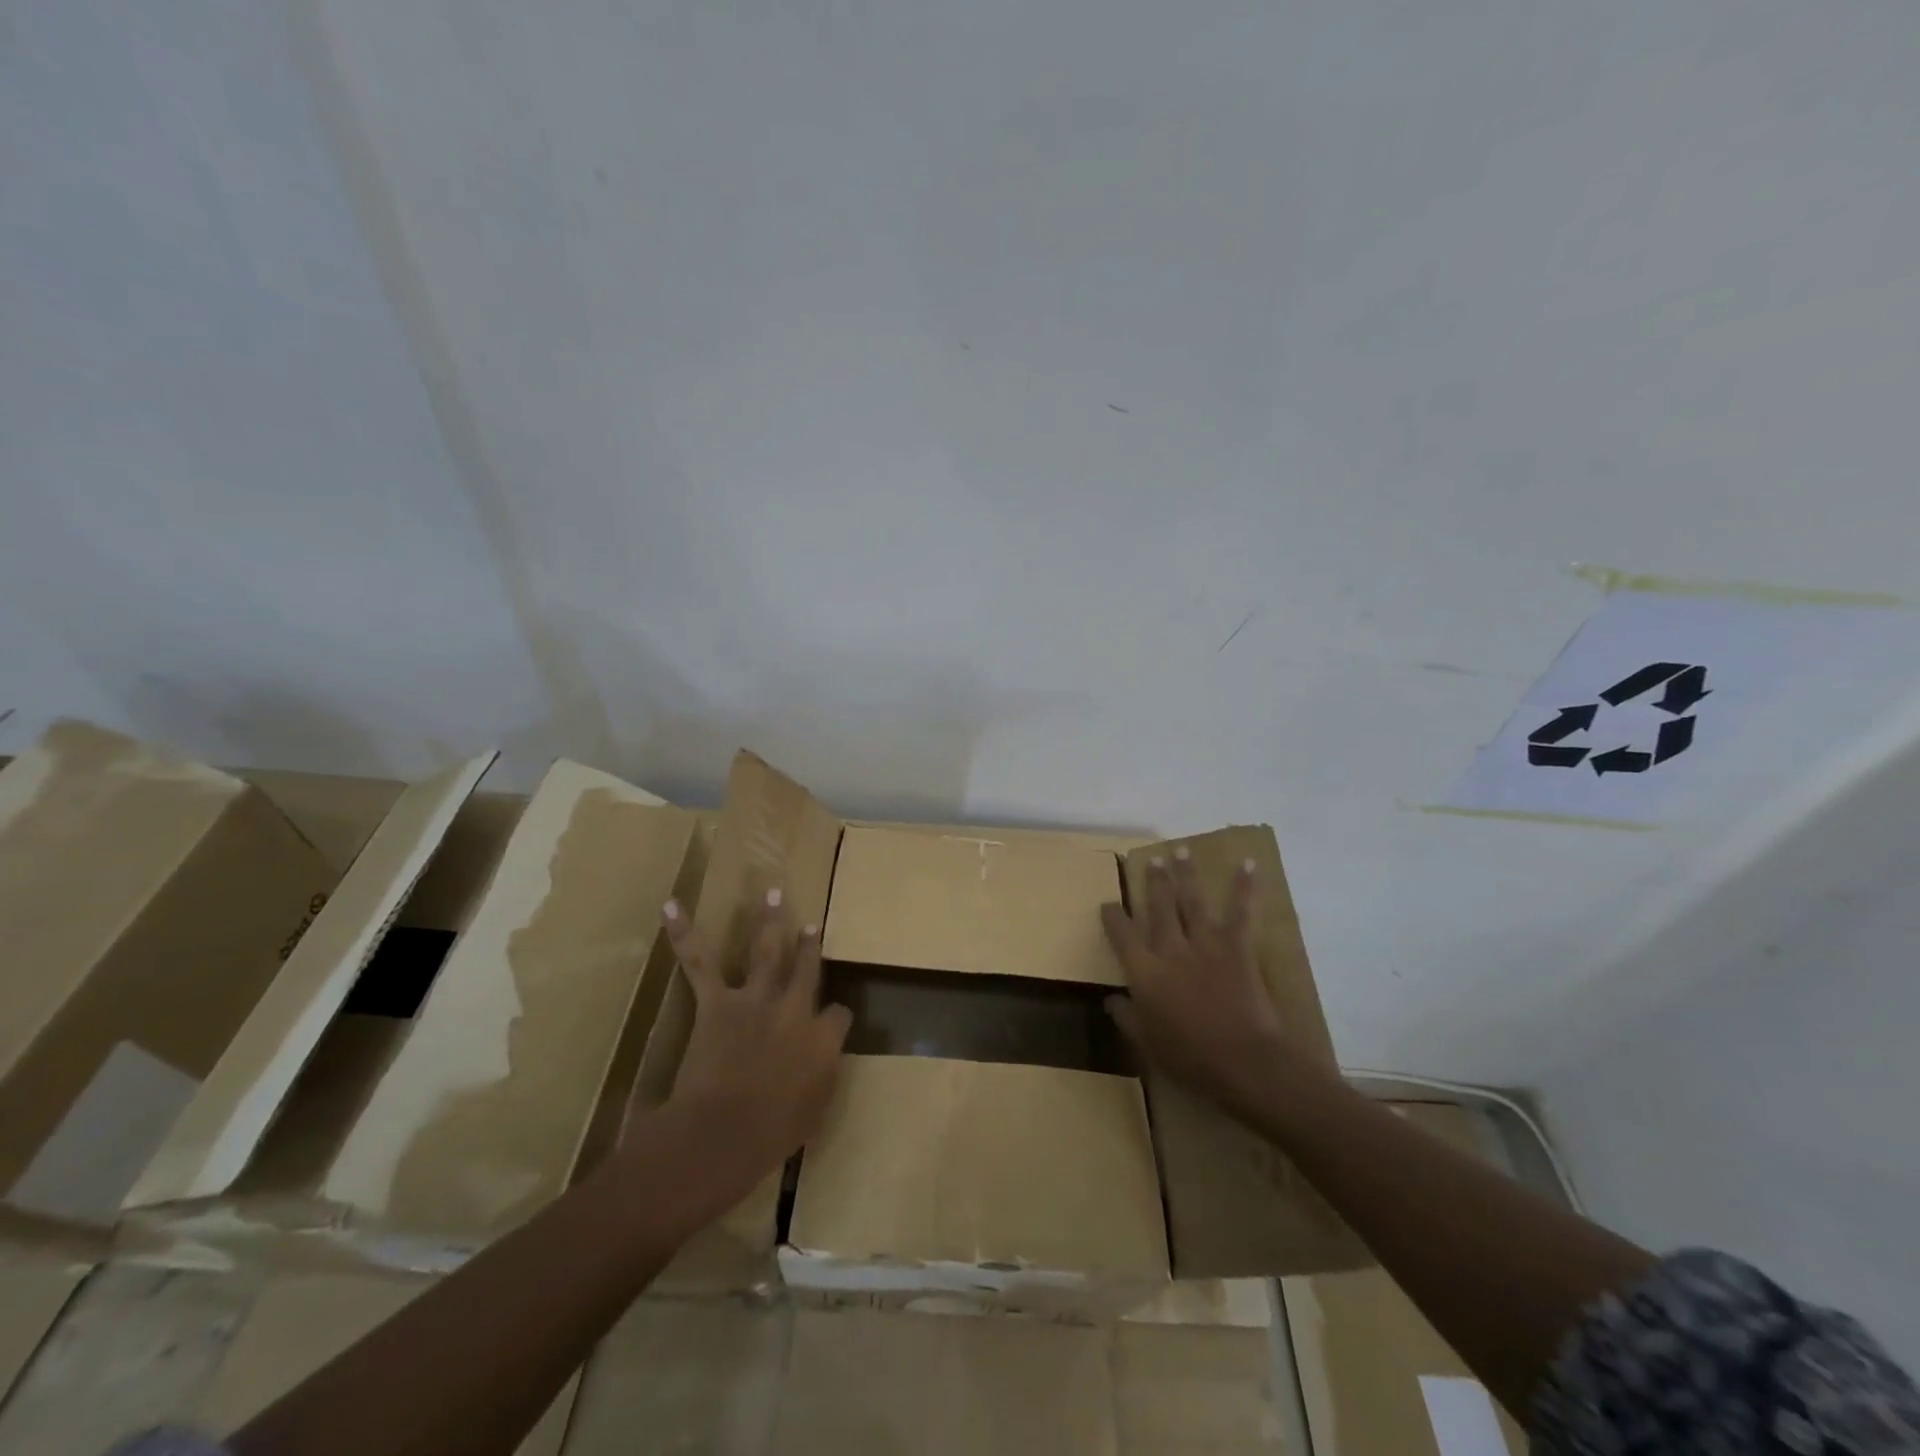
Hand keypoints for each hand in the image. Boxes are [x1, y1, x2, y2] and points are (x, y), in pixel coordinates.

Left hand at [658, 889, 852, 1186]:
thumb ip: (822, 1078)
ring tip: (773, 892)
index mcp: (823, 1039)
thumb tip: (823, 1061)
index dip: (834, 1018)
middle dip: (809, 945)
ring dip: (770, 919)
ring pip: (767, 950)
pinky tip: (672, 906)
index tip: (831, 1022)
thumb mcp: (814, 1112)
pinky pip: (700, 961)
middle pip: (807, 968)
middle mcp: (795, 1008)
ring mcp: (757, 999)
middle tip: (810, 924)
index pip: (838, 1015)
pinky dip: (683, 933)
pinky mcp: (719, 1001)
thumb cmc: (772, 1135)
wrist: (724, 1132)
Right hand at [1100, 850, 1289, 1120]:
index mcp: (1144, 972)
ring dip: (1185, 873)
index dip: (1113, 916)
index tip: (1108, 904)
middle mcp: (1170, 949)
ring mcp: (1205, 943)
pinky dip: (1245, 887)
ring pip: (1191, 900)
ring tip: (1180, 851)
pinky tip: (1247, 864)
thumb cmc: (1191, 1059)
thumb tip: (1110, 998)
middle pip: (1159, 907)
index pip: (1121, 934)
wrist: (1244, 1062)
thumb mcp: (1146, 1044)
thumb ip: (1126, 1017)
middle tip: (1151, 860)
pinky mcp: (1237, 947)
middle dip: (1153, 882)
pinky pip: (1241, 912)